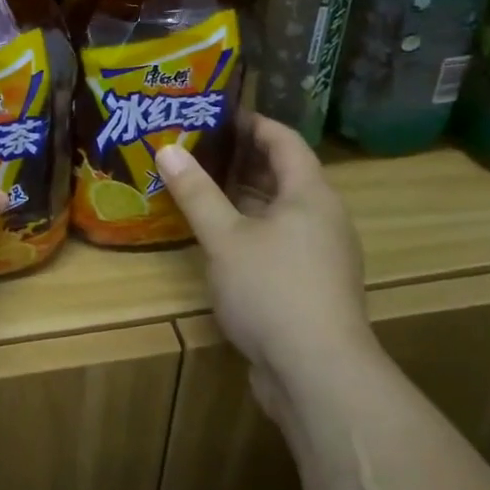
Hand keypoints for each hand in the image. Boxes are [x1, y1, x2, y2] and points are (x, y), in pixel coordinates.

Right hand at [156, 117, 374, 425]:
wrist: (320, 375)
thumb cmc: (273, 290)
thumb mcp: (225, 237)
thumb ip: (197, 192)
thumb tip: (166, 148)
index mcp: (310, 194)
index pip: (284, 140)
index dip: (252, 122)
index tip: (216, 113)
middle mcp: (323, 217)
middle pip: (284, 173)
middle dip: (243, 158)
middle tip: (198, 147)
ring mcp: (322, 254)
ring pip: (281, 210)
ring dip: (245, 196)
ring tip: (201, 186)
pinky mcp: (313, 286)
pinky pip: (281, 240)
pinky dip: (252, 229)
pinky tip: (220, 238)